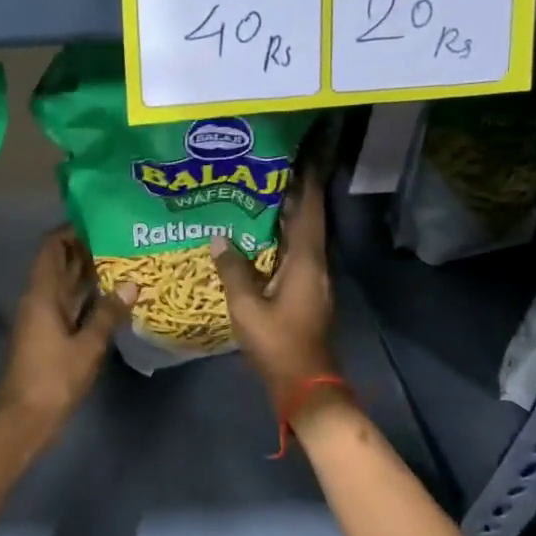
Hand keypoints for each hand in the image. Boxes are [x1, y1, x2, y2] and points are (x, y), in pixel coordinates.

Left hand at [0, 226, 135, 440]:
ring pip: (68, 285)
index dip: (73, 230)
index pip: (53, 246)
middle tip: (123, 237)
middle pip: (61, 263)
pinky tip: (115, 296)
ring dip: (91, 273)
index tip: (102, 219)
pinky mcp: (52, 335)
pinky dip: (90, 298)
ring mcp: (45, 318)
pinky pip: (72, 306)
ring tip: (126, 259)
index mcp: (42, 293)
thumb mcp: (87, 346)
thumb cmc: (53, 378)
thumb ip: (108, 314)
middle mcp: (40, 299)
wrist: (25, 418)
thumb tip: (131, 284)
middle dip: (88, 249)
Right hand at [209, 171, 337, 407]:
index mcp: (306, 262)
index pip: (309, 210)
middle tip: (270, 167)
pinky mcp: (306, 293)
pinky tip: (260, 238)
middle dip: (294, 192)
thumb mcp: (246, 307)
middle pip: (308, 220)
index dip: (307, 180)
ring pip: (302, 238)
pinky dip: (281, 239)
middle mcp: (315, 265)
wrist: (305, 384)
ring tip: (262, 194)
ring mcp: (313, 280)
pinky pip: (295, 255)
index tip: (302, 152)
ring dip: (287, 215)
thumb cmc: (277, 344)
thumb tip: (219, 237)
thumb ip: (232, 270)